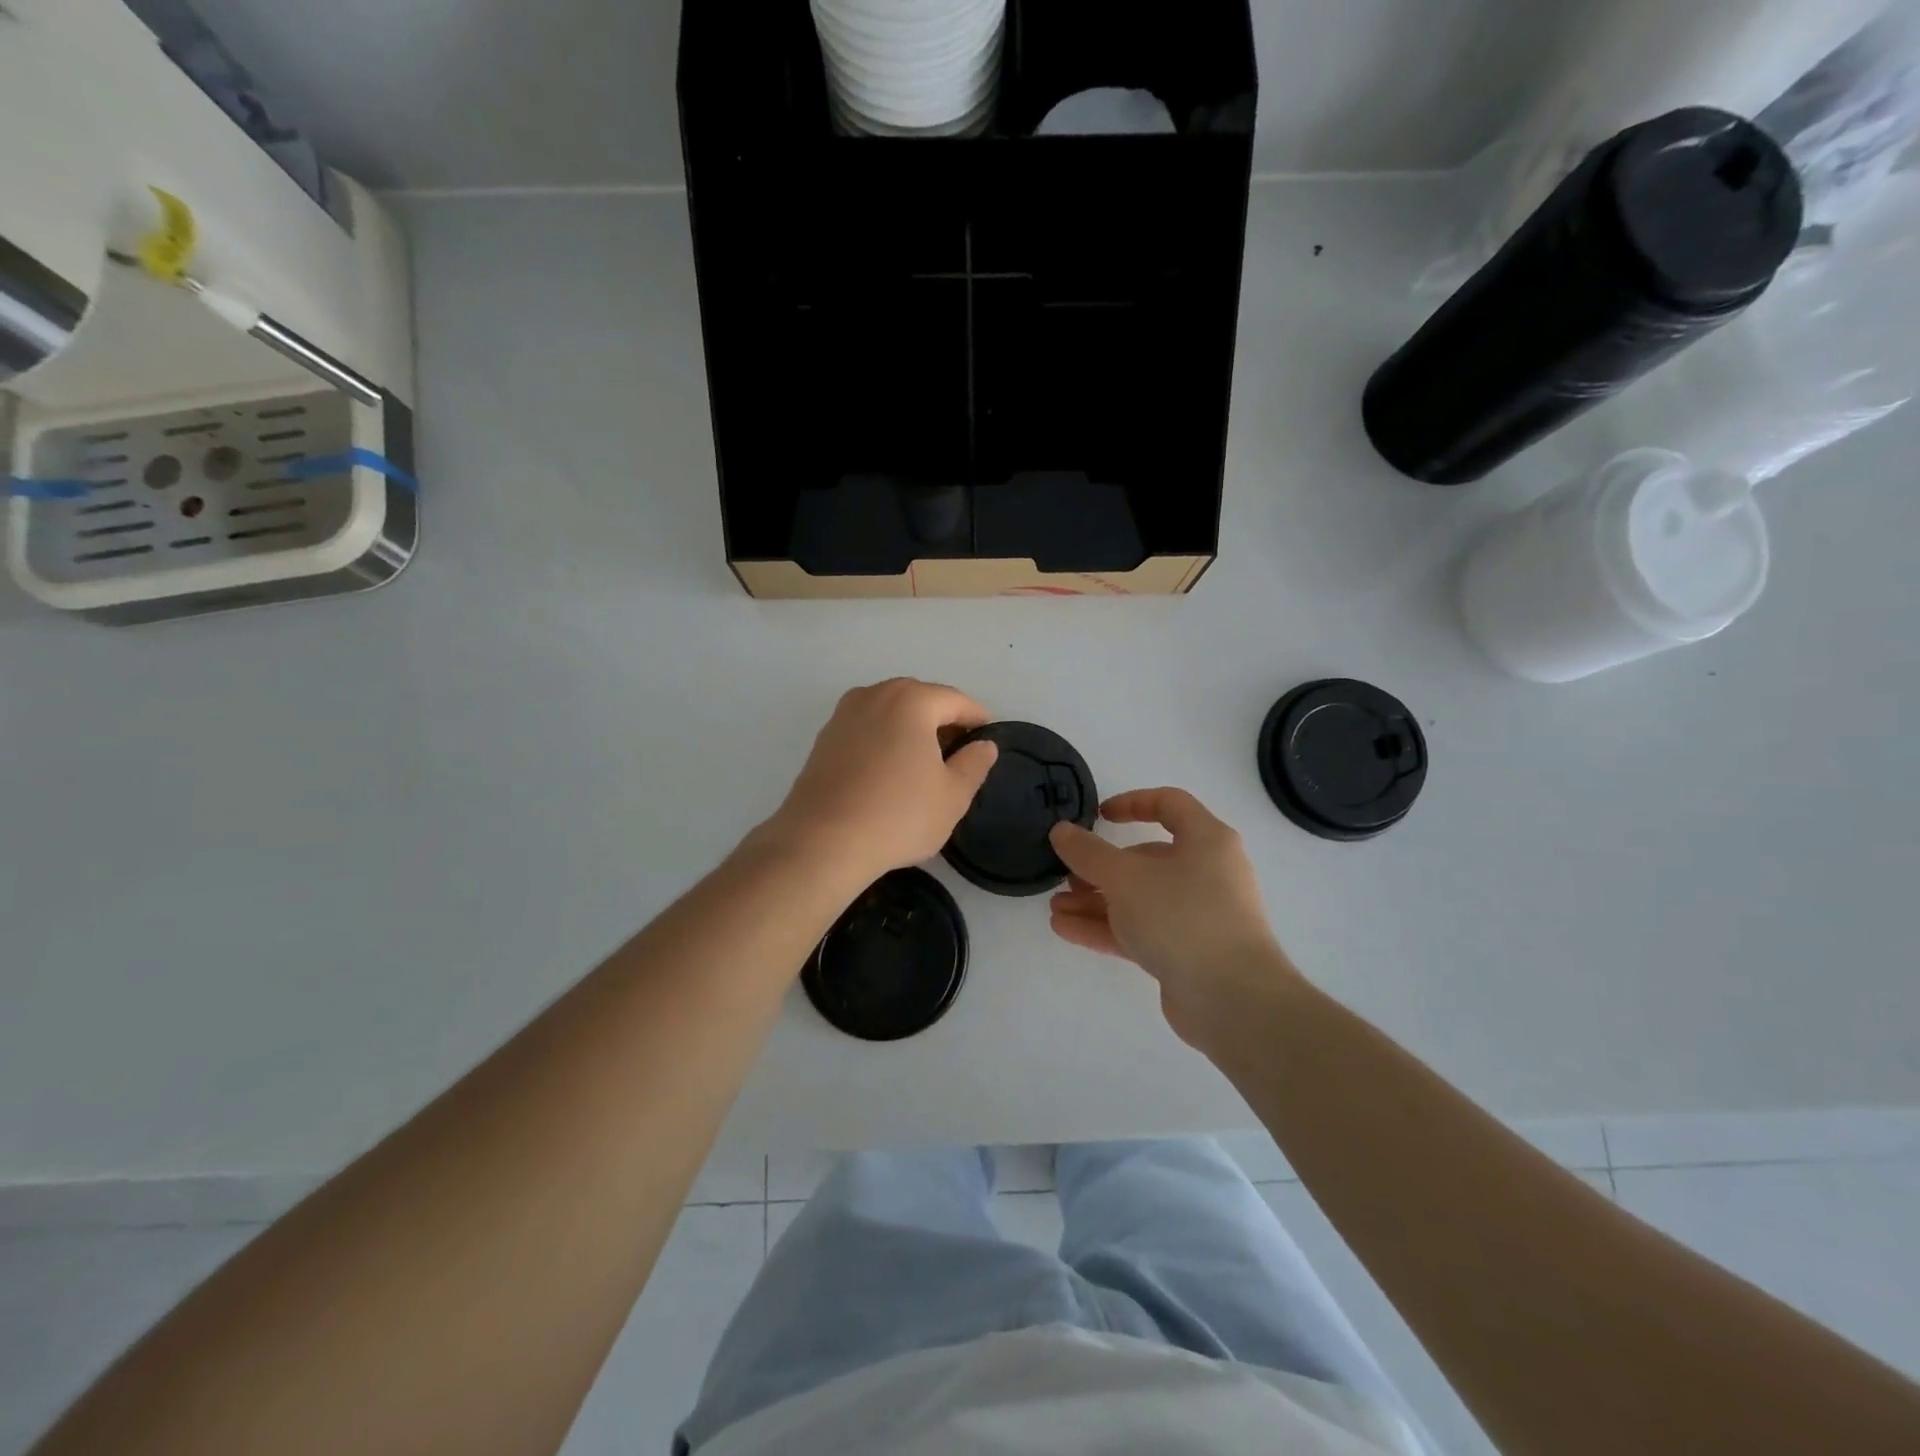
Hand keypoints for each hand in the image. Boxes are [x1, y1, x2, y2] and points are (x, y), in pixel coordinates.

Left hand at [759, 679, 998, 885]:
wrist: (821, 842)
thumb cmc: (898, 815)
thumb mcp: (952, 795)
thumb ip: (974, 764)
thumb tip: (984, 745)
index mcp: (911, 700)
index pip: (956, 700)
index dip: (977, 719)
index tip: (987, 741)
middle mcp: (875, 695)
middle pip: (921, 700)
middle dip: (942, 722)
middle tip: (958, 755)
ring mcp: (843, 714)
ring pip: (890, 713)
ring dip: (911, 731)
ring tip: (924, 766)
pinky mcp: (823, 738)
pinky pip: (866, 729)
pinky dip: (884, 741)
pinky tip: (889, 773)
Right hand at [1048, 788, 1299, 1048]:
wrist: (1232, 999)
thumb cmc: (1183, 916)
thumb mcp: (1126, 877)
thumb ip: (1088, 852)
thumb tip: (1061, 831)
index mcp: (1206, 840)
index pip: (1169, 804)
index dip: (1132, 803)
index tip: (1098, 815)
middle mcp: (1207, 873)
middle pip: (1147, 859)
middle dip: (1101, 867)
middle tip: (1066, 875)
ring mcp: (1198, 916)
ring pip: (1140, 899)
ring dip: (1096, 901)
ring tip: (1056, 908)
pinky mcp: (1187, 952)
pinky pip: (1141, 930)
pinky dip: (1106, 928)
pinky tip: (1066, 929)